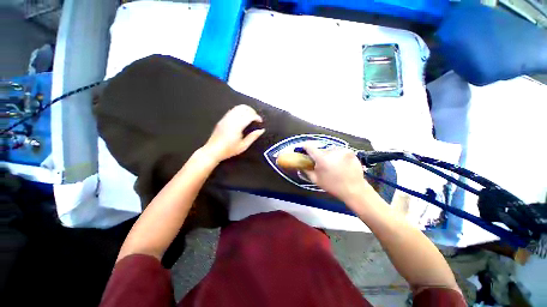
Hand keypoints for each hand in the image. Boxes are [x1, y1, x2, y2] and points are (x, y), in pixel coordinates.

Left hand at [202, 105, 264, 162]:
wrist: (213, 150)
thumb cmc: (229, 150)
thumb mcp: (243, 146)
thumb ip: (253, 137)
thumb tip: (261, 130)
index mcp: (237, 126)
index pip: (249, 115)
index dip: (256, 117)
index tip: (260, 121)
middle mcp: (231, 119)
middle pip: (243, 108)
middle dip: (252, 111)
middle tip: (256, 118)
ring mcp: (226, 118)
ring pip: (237, 107)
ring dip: (246, 110)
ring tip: (250, 117)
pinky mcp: (222, 119)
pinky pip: (232, 110)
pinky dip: (240, 111)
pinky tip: (242, 118)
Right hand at [303, 144, 372, 201]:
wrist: (354, 189)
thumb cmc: (333, 186)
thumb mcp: (316, 180)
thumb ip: (306, 170)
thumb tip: (300, 164)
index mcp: (322, 159)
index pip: (309, 146)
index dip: (305, 147)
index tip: (304, 150)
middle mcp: (332, 151)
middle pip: (321, 149)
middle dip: (319, 154)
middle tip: (321, 163)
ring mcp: (342, 150)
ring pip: (330, 150)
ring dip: (329, 155)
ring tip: (332, 164)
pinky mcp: (350, 152)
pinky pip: (339, 151)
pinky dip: (338, 156)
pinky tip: (341, 164)